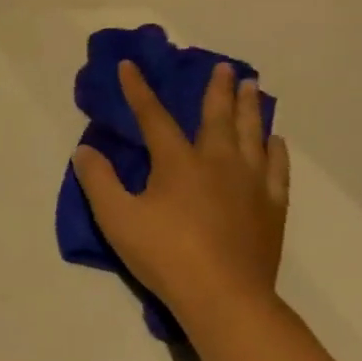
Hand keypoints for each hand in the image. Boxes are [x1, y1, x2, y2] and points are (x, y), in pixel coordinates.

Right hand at [73, 61, 289, 320]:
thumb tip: (85, 150)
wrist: (223, 296)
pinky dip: (275, 149)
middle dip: (216, 90)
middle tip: (223, 67)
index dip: (138, 90)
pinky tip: (275, 140)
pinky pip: (276, 168)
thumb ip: (98, 180)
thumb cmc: (164, 254)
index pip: (153, 117)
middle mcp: (218, 163)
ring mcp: (250, 184)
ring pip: (252, 135)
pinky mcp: (271, 207)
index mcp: (178, 163)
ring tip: (253, 87)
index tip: (130, 65)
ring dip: (250, 108)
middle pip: (218, 117)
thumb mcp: (116, 217)